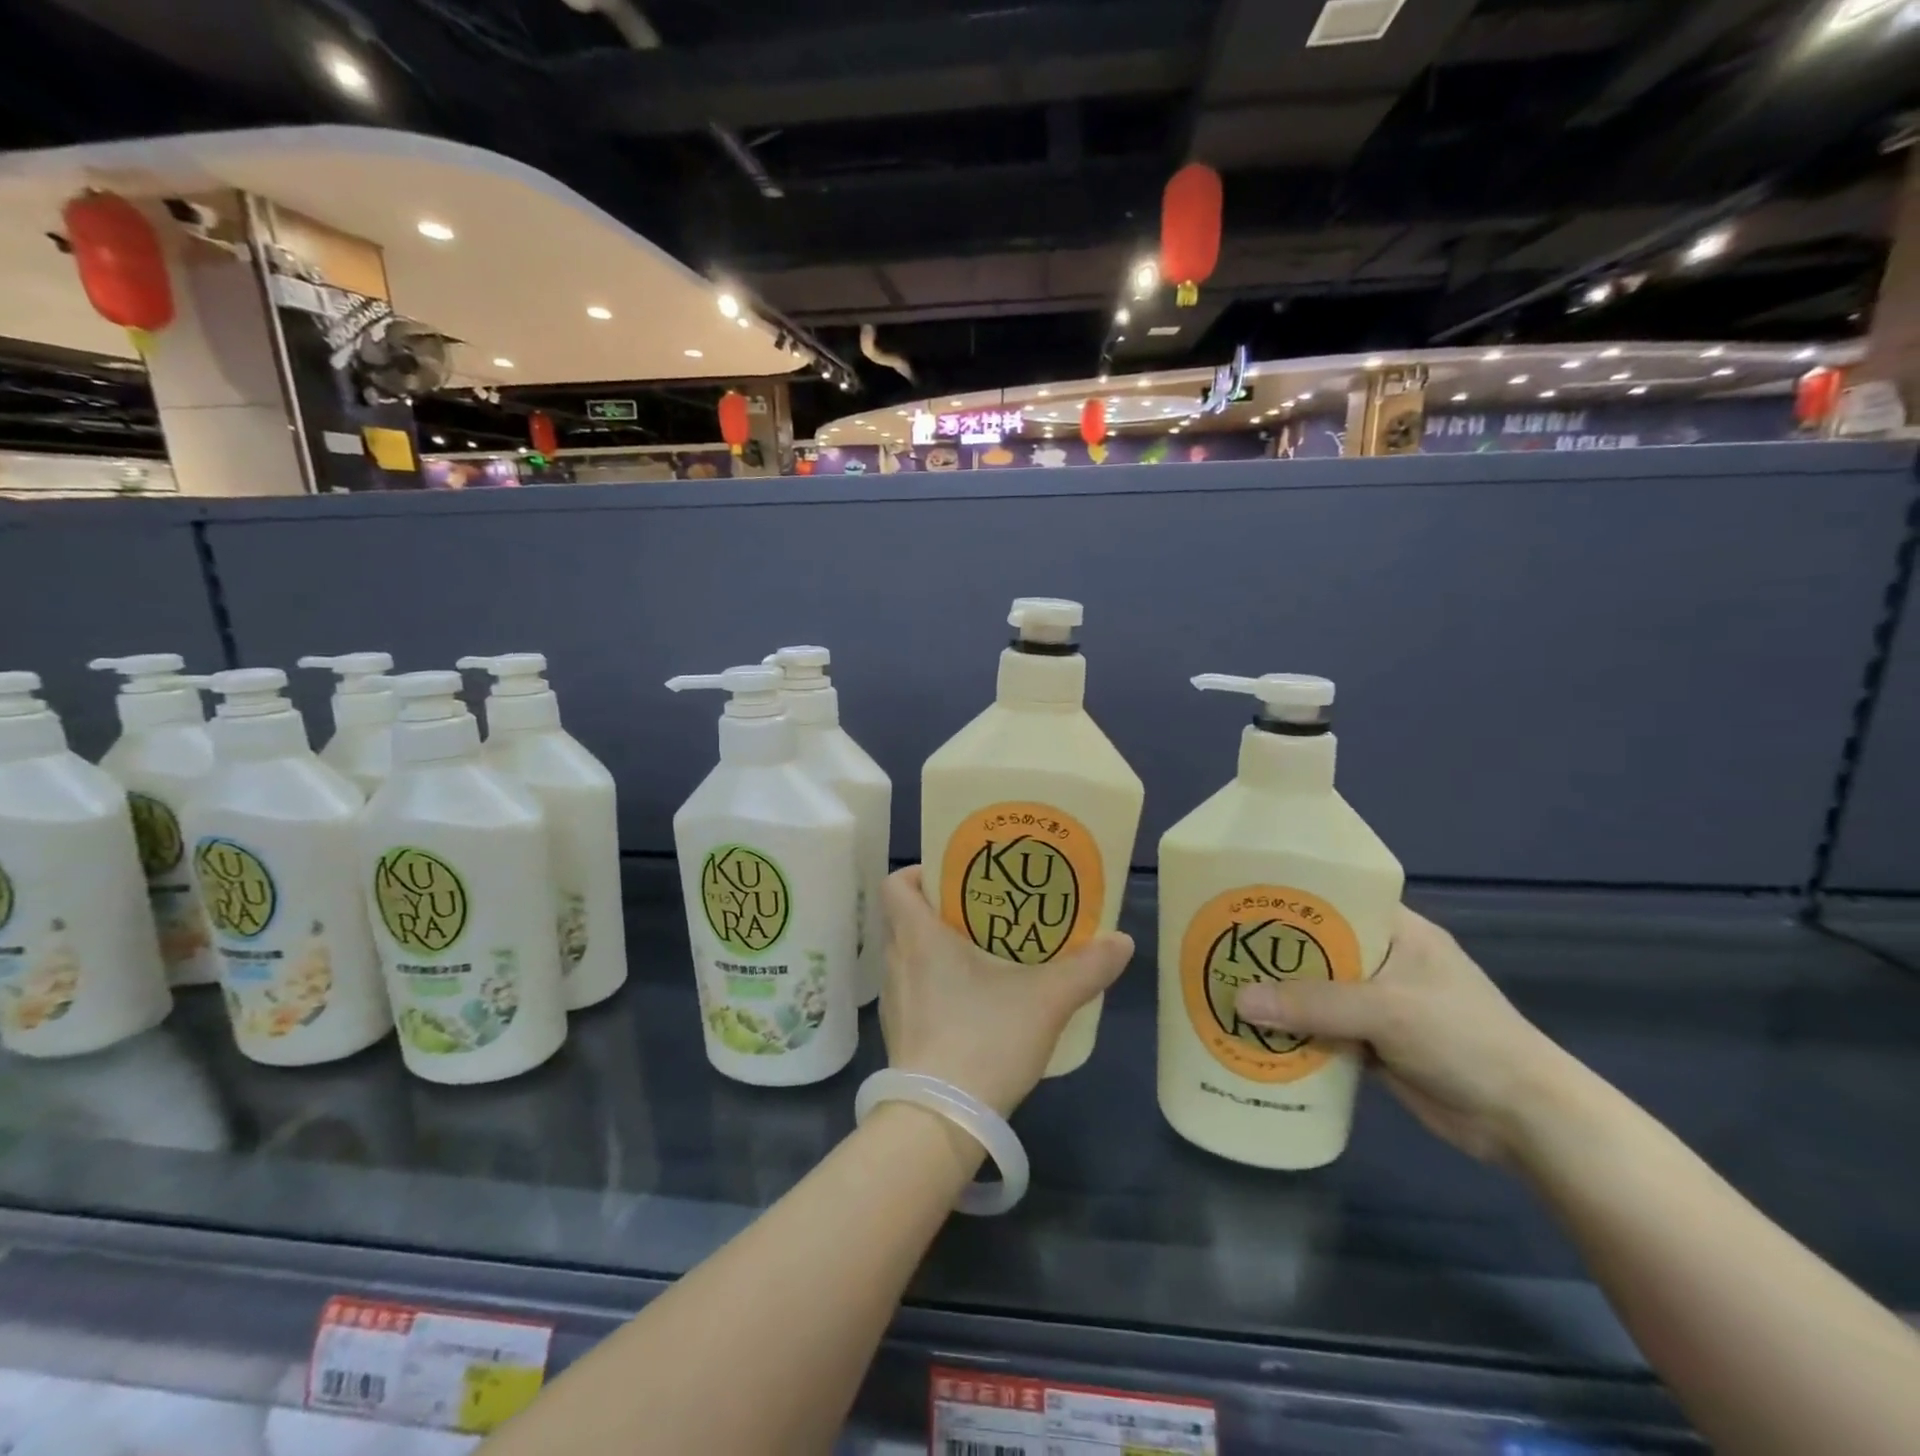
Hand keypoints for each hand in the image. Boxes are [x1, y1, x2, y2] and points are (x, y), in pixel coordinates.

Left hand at [879, 866, 1134, 1116]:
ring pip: (909, 955)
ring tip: (985, 951)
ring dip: (938, 947)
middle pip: (905, 917)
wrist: (939, 1122)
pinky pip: (914, 990)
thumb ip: (1086, 968)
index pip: (896, 884)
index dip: (920, 872)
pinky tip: (975, 1001)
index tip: (957, 876)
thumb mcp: (1045, 1001)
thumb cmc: (983, 1040)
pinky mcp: (901, 1034)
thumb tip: (1122, 941)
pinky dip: (937, 984)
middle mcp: (897, 962)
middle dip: (941, 908)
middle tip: (985, 909)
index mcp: (918, 937)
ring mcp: (894, 1002)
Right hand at [1235, 905, 1569, 1163]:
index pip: (1333, 899)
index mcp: (1396, 930)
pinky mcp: (1373, 1044)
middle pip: (1315, 949)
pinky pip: (1321, 1030)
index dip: (1287, 899)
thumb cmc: (1463, 1039)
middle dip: (1271, 953)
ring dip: (1278, 997)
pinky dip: (1293, 1033)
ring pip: (1315, 993)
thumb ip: (1313, 1004)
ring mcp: (1378, 1004)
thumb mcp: (1387, 1011)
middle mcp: (1383, 960)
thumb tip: (1238, 1002)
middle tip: (1214, 948)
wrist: (1525, 1121)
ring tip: (1221, 989)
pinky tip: (1253, 1034)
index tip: (1236, 900)